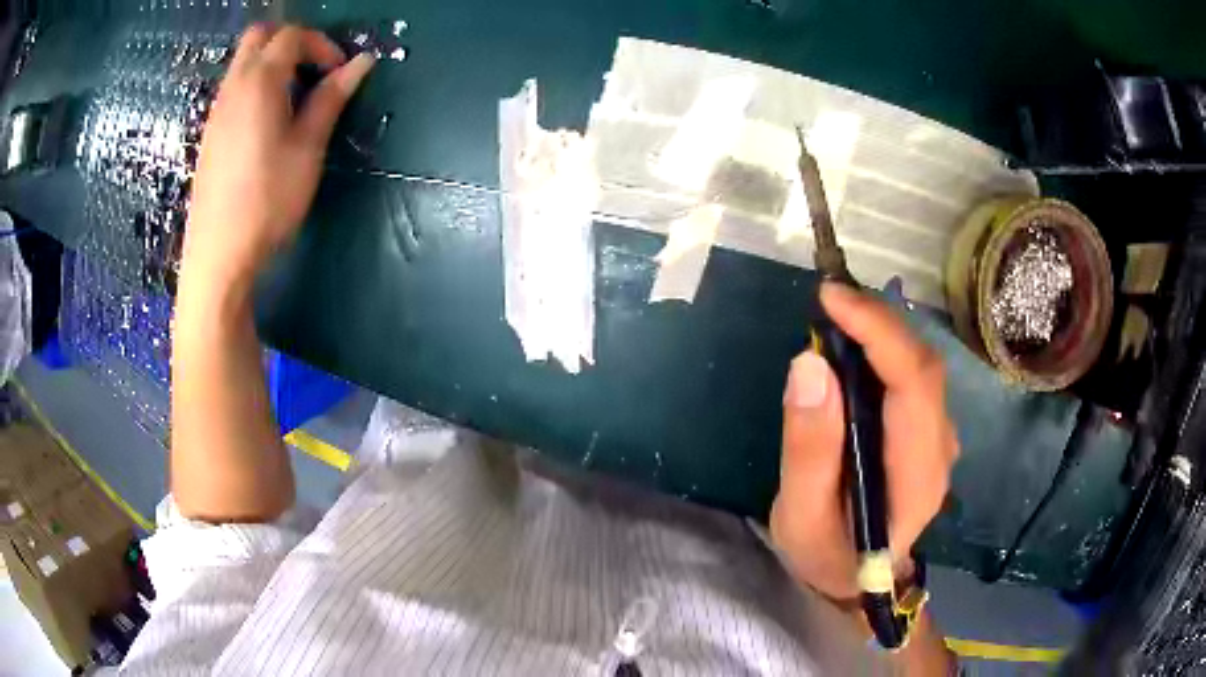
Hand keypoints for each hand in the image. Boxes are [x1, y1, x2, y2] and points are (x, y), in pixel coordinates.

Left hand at [182, 24, 373, 292]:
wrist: (218, 256)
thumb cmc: (267, 201)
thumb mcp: (307, 149)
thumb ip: (331, 99)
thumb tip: (361, 62)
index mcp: (260, 82)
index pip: (293, 35)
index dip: (322, 44)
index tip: (340, 72)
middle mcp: (233, 86)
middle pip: (260, 36)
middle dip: (292, 41)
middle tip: (314, 71)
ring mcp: (217, 110)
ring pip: (243, 61)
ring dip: (273, 63)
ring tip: (295, 99)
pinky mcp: (210, 133)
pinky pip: (233, 87)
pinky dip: (255, 85)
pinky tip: (267, 122)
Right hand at [770, 282, 958, 602]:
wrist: (859, 582)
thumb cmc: (829, 555)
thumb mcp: (802, 516)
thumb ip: (809, 448)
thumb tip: (809, 363)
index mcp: (917, 478)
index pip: (915, 386)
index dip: (879, 332)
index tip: (831, 298)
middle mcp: (941, 450)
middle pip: (923, 367)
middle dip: (878, 322)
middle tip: (827, 300)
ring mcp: (939, 439)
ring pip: (921, 367)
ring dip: (881, 332)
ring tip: (835, 316)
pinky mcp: (927, 432)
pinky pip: (912, 378)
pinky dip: (884, 350)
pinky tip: (854, 347)